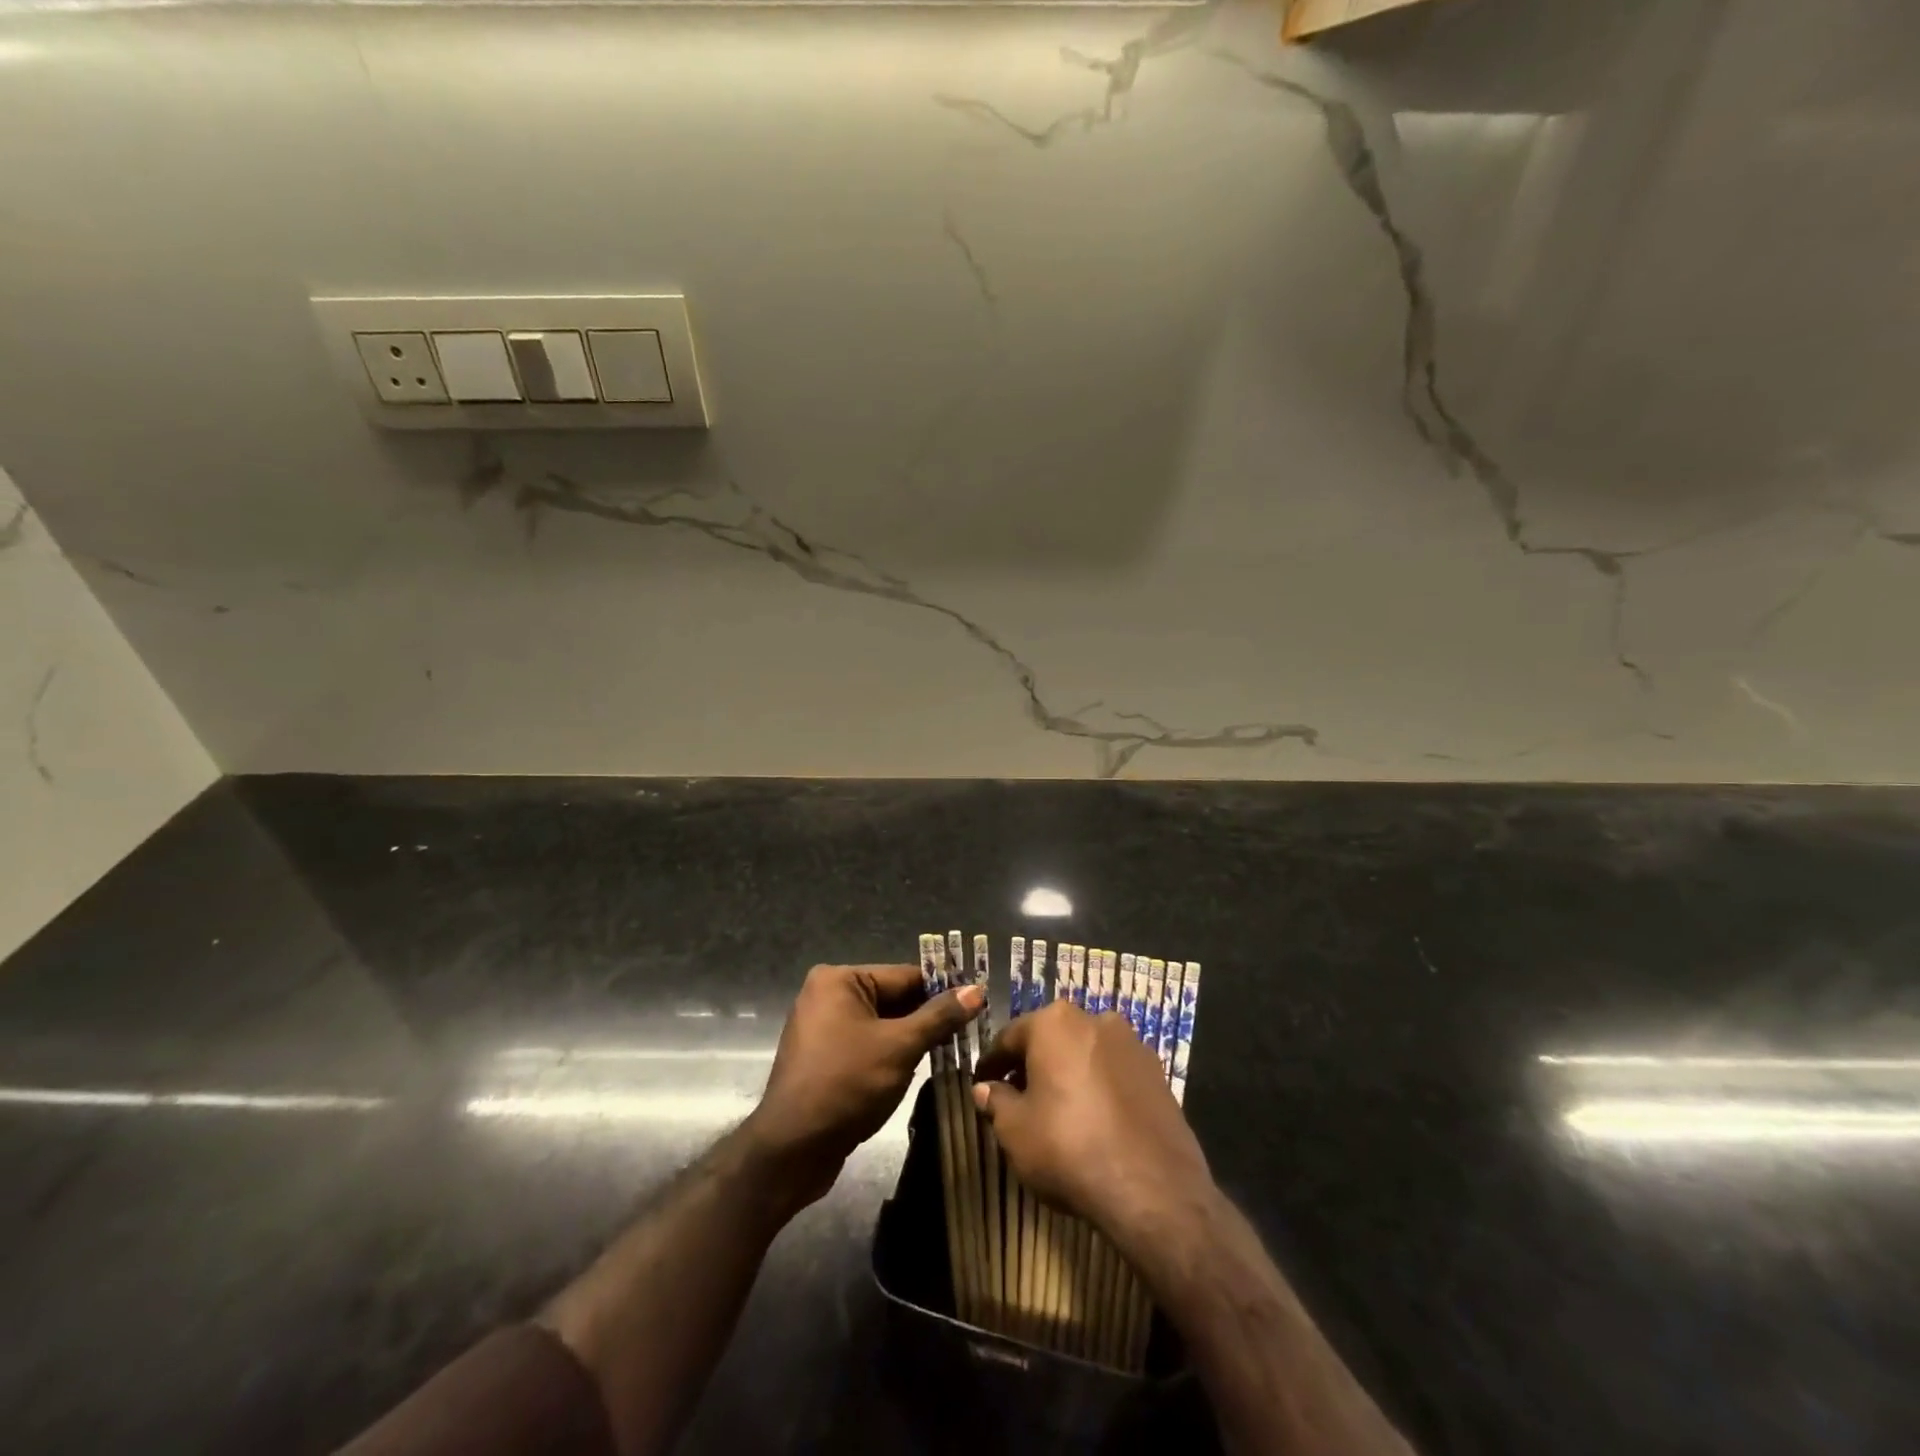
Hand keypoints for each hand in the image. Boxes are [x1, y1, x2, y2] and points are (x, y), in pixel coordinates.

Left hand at [747, 963, 981, 1206]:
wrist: (792, 1149)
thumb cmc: (847, 1085)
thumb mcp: (900, 1047)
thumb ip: (939, 1016)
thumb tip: (977, 990)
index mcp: (839, 980)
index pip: (905, 976)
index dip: (944, 990)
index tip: (979, 1002)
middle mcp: (827, 995)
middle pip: (893, 998)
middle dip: (929, 1016)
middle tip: (972, 1029)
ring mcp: (823, 1027)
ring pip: (883, 1024)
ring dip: (913, 1038)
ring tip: (954, 1049)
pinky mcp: (824, 1057)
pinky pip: (867, 1044)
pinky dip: (892, 1053)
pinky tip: (919, 1068)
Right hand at [972, 1001, 1213, 1256]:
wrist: (1153, 1190)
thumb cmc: (1069, 1148)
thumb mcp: (1015, 1131)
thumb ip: (996, 1102)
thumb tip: (986, 1089)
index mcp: (1055, 1022)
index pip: (1010, 1037)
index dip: (992, 1063)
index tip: (982, 1083)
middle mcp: (1095, 1020)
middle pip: (1051, 1039)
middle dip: (1032, 1065)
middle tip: (1017, 1098)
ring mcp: (1132, 1045)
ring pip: (1086, 1053)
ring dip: (1068, 1073)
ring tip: (1058, 1111)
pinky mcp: (1158, 1074)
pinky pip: (1115, 1073)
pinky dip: (1099, 1088)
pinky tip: (1094, 1121)